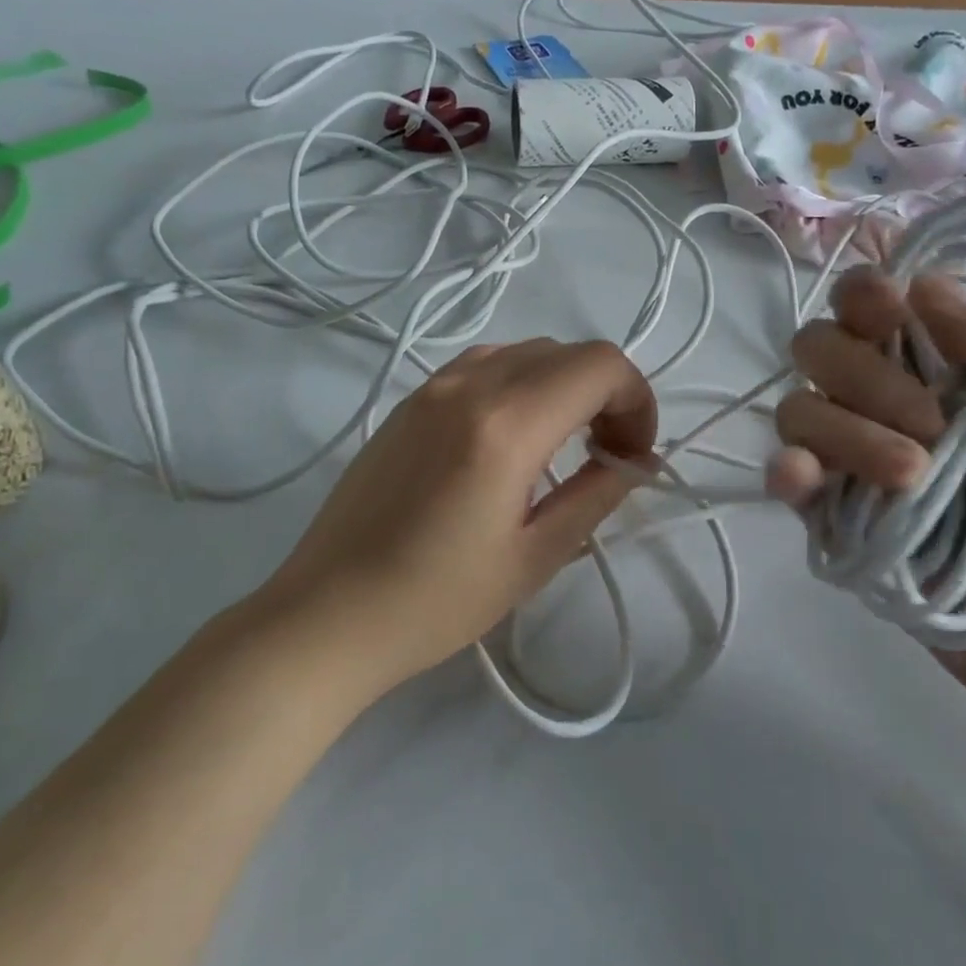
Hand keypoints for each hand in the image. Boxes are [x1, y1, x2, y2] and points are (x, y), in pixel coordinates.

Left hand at [264, 339, 656, 695]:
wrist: (327, 614)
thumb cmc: (436, 601)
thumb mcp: (534, 557)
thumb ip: (596, 494)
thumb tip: (637, 461)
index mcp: (505, 424)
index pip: (599, 365)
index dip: (637, 400)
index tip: (635, 454)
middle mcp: (467, 385)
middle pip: (566, 352)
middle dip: (605, 393)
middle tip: (608, 455)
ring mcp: (430, 388)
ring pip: (523, 352)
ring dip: (562, 386)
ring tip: (563, 446)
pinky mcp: (407, 404)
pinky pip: (481, 367)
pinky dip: (519, 386)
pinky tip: (511, 442)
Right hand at [767, 268, 965, 688]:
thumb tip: (922, 284)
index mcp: (932, 361)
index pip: (866, 300)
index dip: (864, 297)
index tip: (892, 316)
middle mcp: (875, 395)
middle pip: (818, 346)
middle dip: (866, 377)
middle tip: (932, 427)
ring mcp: (843, 452)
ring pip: (799, 408)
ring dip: (849, 435)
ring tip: (912, 480)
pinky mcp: (822, 506)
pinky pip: (783, 469)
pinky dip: (788, 468)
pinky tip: (803, 482)